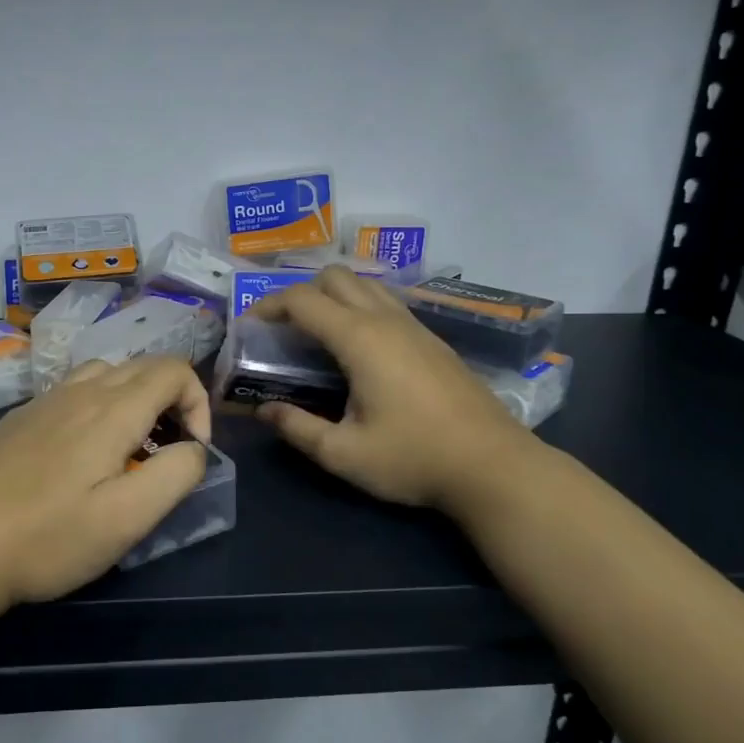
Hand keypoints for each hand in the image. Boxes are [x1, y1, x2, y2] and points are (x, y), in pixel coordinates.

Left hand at [0, 354, 210, 624]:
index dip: (198, 404)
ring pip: (105, 374)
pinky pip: (72, 392)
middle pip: (142, 366)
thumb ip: (176, 474)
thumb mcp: (128, 518)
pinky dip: (97, 407)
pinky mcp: (18, 420)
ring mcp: (43, 402)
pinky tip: (79, 457)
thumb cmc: (46, 538)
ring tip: (127, 451)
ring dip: (133, 400)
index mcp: (112, 409)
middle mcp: (79, 391)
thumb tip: (194, 449)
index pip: (175, 370)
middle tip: (165, 455)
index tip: (191, 453)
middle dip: (171, 401)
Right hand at [250, 267, 539, 512]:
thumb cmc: (413, 459)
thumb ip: (297, 428)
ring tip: (317, 334)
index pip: (302, 300)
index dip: (268, 306)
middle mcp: (386, 320)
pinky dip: (360, 308)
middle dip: (301, 293)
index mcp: (360, 339)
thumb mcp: (343, 453)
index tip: (250, 328)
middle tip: (285, 330)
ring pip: (366, 284)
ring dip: (334, 296)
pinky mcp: (433, 340)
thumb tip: (264, 411)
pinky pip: (387, 303)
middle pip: (335, 277)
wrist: (493, 466)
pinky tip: (359, 349)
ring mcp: (415, 326)